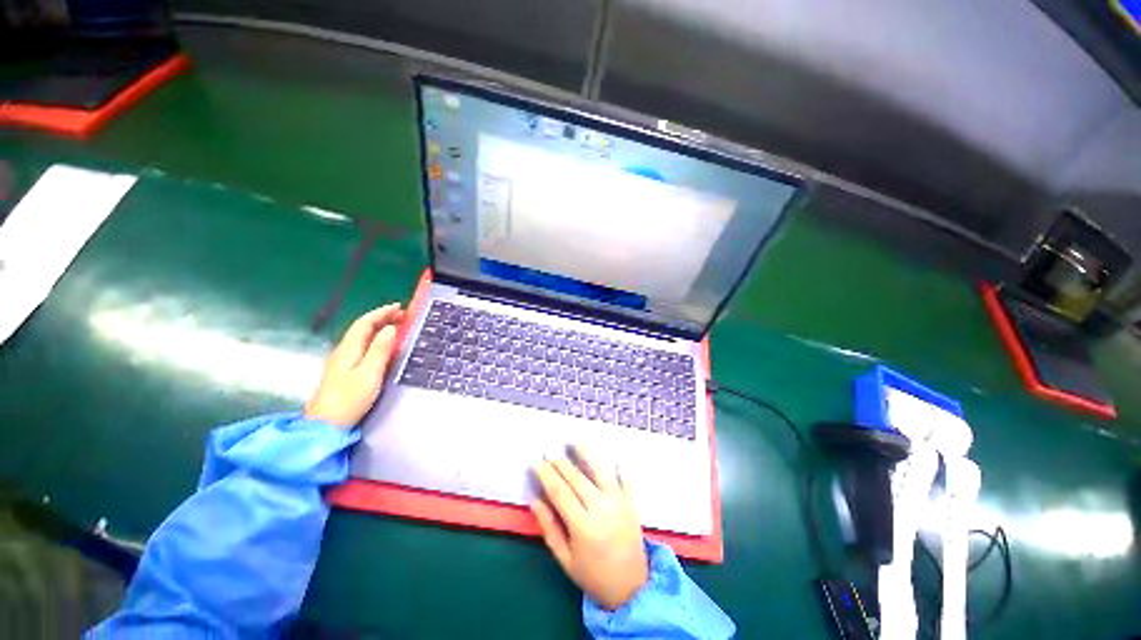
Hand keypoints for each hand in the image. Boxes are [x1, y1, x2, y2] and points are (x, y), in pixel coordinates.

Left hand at [305, 304, 404, 428]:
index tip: (399, 307)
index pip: (365, 323)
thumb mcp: (369, 373)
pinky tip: (383, 345)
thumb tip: (390, 328)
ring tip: (396, 326)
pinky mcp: (344, 371)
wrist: (325, 425)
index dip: (381, 313)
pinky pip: (362, 346)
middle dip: (381, 318)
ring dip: (379, 327)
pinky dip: (375, 339)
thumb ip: (380, 350)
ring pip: (361, 336)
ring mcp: (342, 361)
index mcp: (349, 349)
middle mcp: (343, 351)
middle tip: (402, 315)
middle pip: (362, 328)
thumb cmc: (349, 399)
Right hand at [531, 446, 647, 610]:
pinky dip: (617, 464)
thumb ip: (549, 528)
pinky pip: (625, 476)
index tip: (535, 461)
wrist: (632, 588)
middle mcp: (602, 508)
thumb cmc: (593, 575)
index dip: (545, 474)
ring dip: (586, 453)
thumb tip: (534, 499)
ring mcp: (619, 502)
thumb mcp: (565, 559)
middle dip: (560, 462)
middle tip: (548, 451)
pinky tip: (609, 454)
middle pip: (577, 477)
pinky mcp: (632, 501)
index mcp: (583, 526)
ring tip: (573, 442)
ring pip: (600, 469)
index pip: (559, 491)